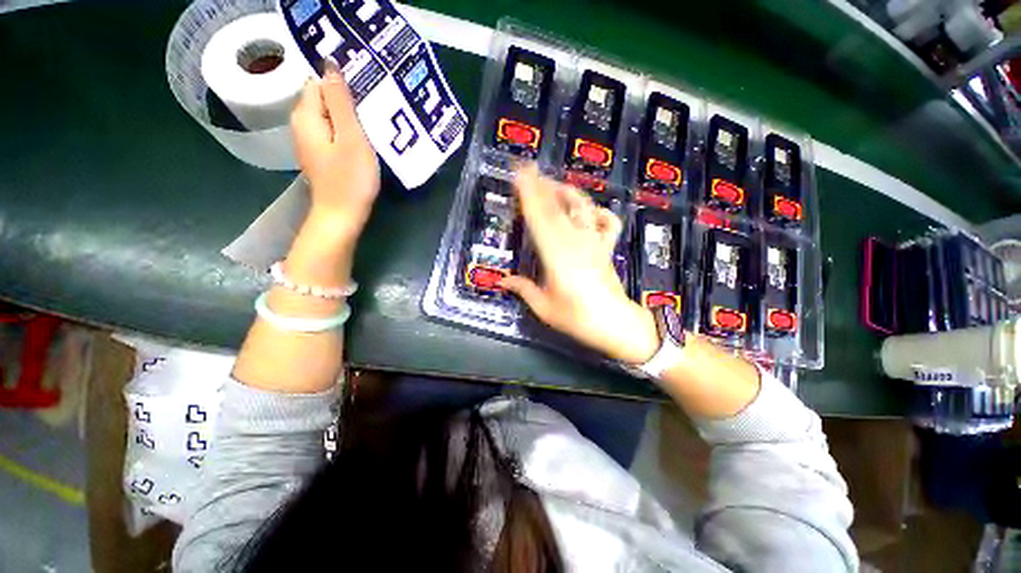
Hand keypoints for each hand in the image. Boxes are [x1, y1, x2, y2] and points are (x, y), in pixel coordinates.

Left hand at [291, 59, 379, 236]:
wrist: (342, 215)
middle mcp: (302, 124)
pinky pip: (334, 133)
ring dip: (350, 119)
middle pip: (325, 99)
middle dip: (348, 102)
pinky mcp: (321, 156)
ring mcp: (311, 142)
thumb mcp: (350, 137)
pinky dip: (347, 133)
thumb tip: (330, 64)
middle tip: (375, 113)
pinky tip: (363, 142)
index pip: (320, 82)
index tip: (367, 97)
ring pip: (331, 118)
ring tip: (373, 126)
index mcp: (306, 115)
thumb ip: (340, 101)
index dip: (343, 85)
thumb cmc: (350, 179)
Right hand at [500, 165, 658, 364]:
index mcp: (555, 255)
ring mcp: (593, 242)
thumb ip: (523, 289)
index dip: (528, 194)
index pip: (538, 218)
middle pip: (557, 207)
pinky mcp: (606, 247)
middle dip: (541, 185)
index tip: (519, 175)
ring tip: (553, 183)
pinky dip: (600, 212)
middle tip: (528, 169)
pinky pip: (607, 223)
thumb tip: (502, 281)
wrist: (614, 323)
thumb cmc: (576, 318)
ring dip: (566, 192)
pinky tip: (591, 211)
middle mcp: (574, 241)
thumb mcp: (544, 307)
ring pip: (581, 208)